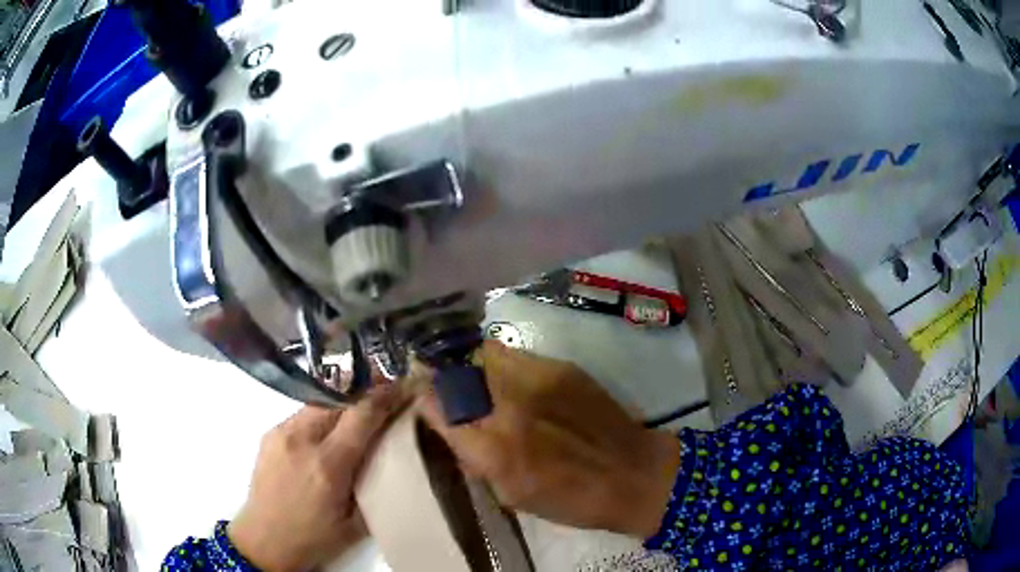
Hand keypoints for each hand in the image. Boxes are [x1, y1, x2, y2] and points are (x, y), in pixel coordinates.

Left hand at [229, 386, 404, 570]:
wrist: (263, 540)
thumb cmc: (314, 538)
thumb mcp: (356, 523)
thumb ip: (374, 486)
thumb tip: (391, 456)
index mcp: (328, 465)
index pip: (361, 415)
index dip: (385, 396)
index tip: (403, 386)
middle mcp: (302, 439)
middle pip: (338, 399)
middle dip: (363, 395)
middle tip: (383, 398)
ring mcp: (281, 433)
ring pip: (318, 403)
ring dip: (341, 405)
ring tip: (356, 418)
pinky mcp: (269, 434)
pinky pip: (301, 415)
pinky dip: (320, 418)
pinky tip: (325, 436)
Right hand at [415, 342, 681, 537]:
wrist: (634, 474)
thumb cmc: (571, 499)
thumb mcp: (512, 495)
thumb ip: (476, 458)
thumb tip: (452, 426)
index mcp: (494, 451)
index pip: (437, 407)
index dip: (425, 399)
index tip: (424, 398)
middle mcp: (509, 408)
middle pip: (457, 371)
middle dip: (444, 376)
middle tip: (447, 386)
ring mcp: (537, 380)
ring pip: (484, 353)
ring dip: (473, 365)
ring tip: (480, 380)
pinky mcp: (562, 367)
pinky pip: (516, 354)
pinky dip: (504, 364)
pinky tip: (514, 381)